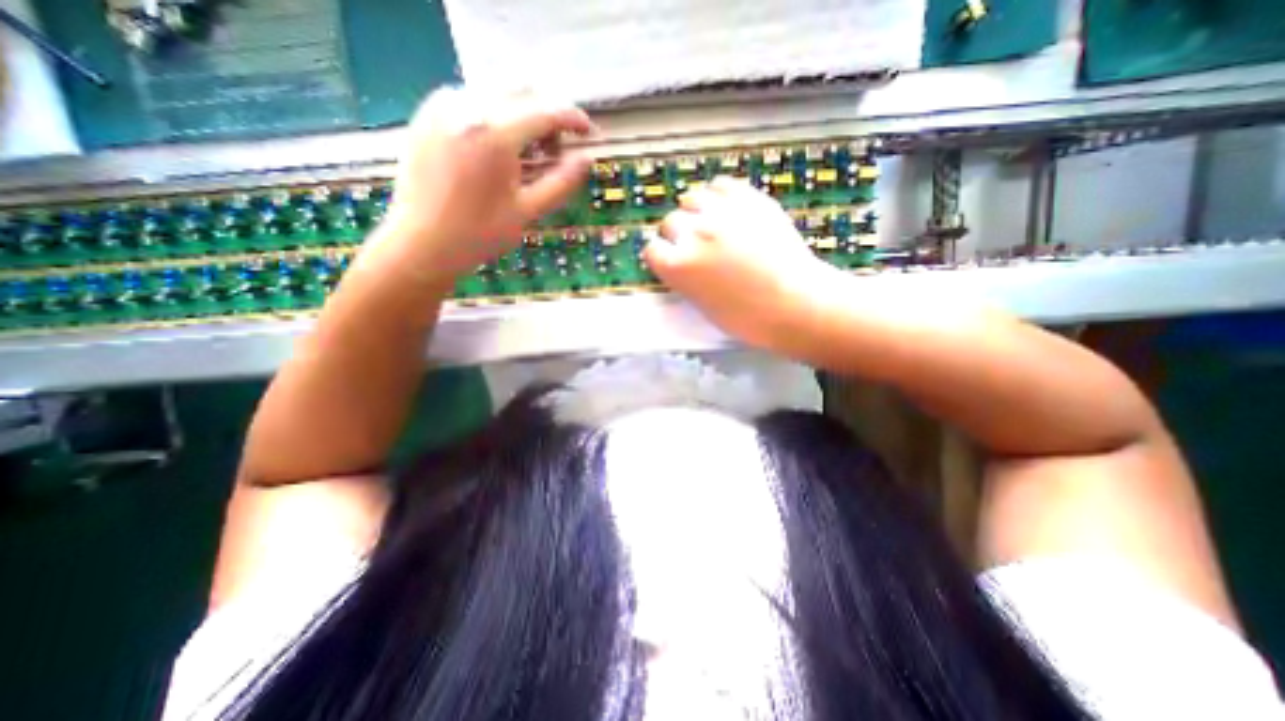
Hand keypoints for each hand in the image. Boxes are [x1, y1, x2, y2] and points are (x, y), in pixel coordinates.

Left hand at [373, 84, 592, 281]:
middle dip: (546, 114)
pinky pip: (470, 98)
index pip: (545, 111)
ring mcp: (441, 106)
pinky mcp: (426, 114)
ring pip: (495, 91)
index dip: (573, 118)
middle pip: (521, 91)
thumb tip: (587, 160)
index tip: (588, 131)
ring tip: (527, 151)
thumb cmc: (479, 234)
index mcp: (494, 134)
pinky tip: (497, 146)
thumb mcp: (528, 211)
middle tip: (556, 148)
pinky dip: (494, 114)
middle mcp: (466, 107)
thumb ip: (561, 182)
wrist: (422, 244)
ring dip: (521, 113)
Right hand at [643, 178, 833, 348]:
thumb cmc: (748, 319)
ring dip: (697, 211)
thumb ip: (686, 279)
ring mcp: (722, 213)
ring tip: (711, 224)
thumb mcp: (703, 306)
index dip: (663, 255)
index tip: (672, 260)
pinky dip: (719, 195)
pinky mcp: (749, 199)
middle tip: (696, 246)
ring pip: (692, 198)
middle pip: (671, 222)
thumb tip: (682, 263)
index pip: (653, 250)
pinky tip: (728, 210)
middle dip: (679, 234)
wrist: (797, 304)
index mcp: (678, 267)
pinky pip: (722, 185)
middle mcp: (693, 234)